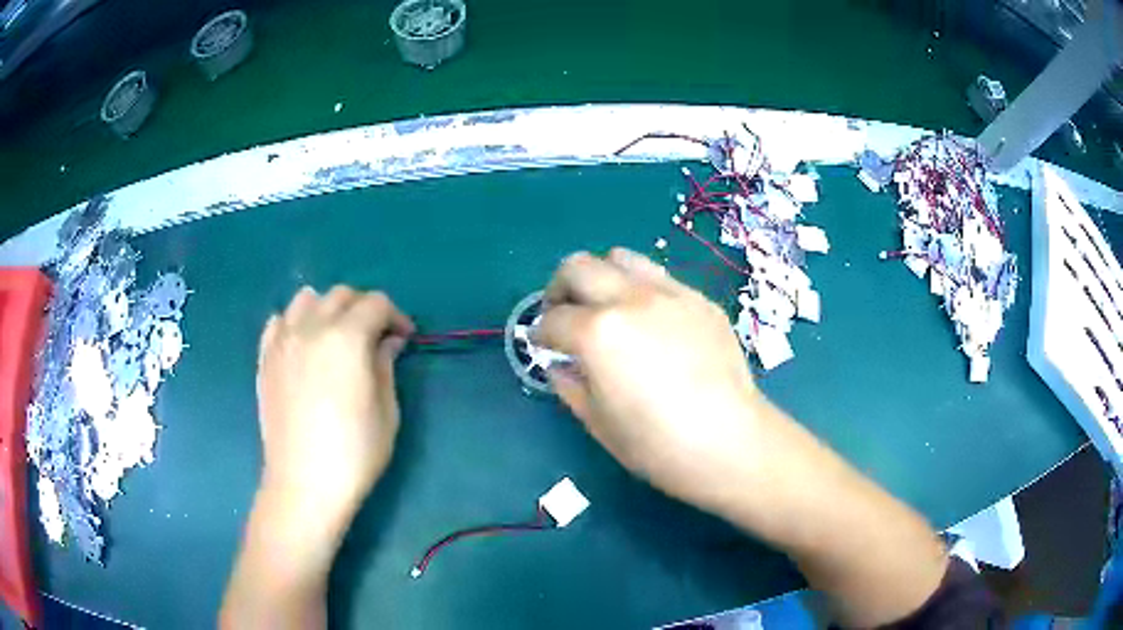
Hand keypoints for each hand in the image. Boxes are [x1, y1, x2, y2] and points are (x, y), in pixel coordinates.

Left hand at [255, 286, 414, 538]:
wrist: (304, 484)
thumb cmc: (354, 452)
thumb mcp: (386, 410)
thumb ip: (386, 364)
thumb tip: (388, 340)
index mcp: (347, 337)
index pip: (376, 303)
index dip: (396, 316)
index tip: (405, 338)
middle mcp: (311, 327)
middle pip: (341, 295)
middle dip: (364, 309)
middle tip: (375, 338)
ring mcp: (282, 340)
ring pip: (306, 299)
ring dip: (327, 309)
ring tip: (336, 337)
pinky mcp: (265, 358)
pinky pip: (279, 322)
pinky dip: (295, 324)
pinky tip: (303, 347)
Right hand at [537, 248, 767, 512]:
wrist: (730, 442)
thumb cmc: (657, 445)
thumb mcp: (597, 423)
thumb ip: (569, 384)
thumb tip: (560, 364)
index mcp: (597, 333)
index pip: (553, 320)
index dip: (540, 334)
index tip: (543, 346)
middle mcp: (630, 299)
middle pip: (577, 267)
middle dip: (559, 289)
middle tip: (564, 316)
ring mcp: (669, 293)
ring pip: (620, 257)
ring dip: (601, 277)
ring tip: (606, 307)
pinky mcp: (699, 300)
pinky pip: (659, 277)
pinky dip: (640, 290)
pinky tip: (650, 321)